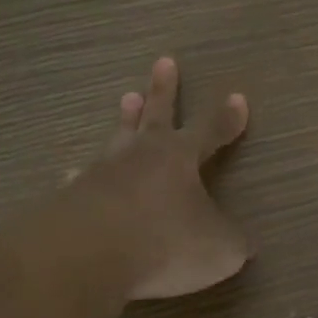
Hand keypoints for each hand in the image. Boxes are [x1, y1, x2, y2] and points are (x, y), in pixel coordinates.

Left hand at [66, 57, 251, 299]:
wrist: (87, 255)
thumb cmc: (165, 244)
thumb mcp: (219, 249)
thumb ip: (233, 242)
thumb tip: (244, 244)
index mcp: (180, 159)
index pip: (210, 130)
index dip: (226, 118)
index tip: (237, 98)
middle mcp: (140, 155)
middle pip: (156, 115)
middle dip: (164, 90)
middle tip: (164, 62)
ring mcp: (102, 173)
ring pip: (118, 137)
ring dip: (126, 119)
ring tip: (126, 98)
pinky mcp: (73, 197)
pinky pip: (82, 179)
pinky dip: (84, 175)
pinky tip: (74, 174)